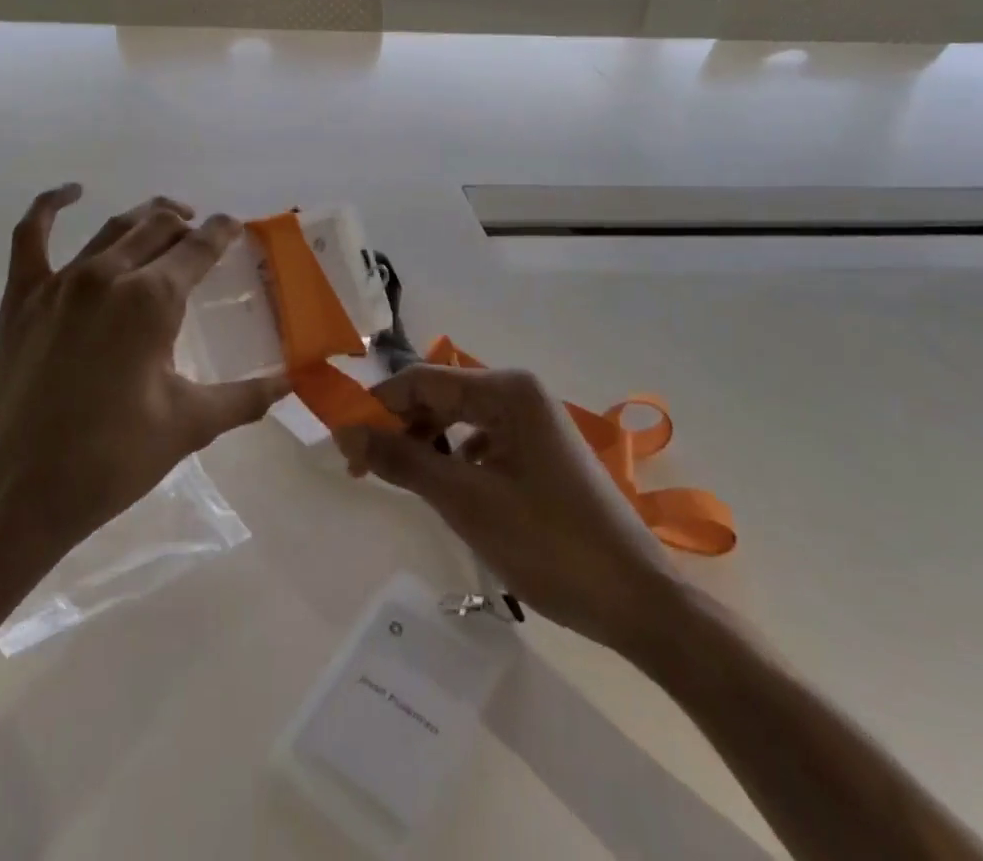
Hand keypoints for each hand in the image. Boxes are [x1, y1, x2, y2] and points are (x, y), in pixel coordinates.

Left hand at [0, 185, 288, 561]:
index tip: (237, 227)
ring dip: (145, 217)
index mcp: (153, 300)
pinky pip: (32, 235)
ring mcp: (61, 282)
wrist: (19, 493)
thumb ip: (245, 397)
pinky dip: (50, 206)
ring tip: (166, 218)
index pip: (200, 247)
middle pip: (158, 228)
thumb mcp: (189, 425)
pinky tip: (71, 192)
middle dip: (187, 223)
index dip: (223, 231)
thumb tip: (290, 383)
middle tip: (203, 234)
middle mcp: (110, 275)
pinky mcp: (22, 297)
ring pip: (113, 227)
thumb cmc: (112, 457)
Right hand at [336, 365, 683, 655]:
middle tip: (365, 471)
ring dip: (426, 447)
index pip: (423, 380)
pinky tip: (448, 494)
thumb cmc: (550, 545)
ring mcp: (533, 423)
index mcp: (506, 390)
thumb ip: (403, 460)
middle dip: (401, 428)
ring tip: (402, 485)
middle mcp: (519, 393)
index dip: (378, 407)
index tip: (344, 445)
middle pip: (440, 397)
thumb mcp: (466, 502)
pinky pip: (482, 444)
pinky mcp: (540, 453)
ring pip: (459, 422)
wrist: (638, 602)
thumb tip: (345, 430)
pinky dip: (455, 462)